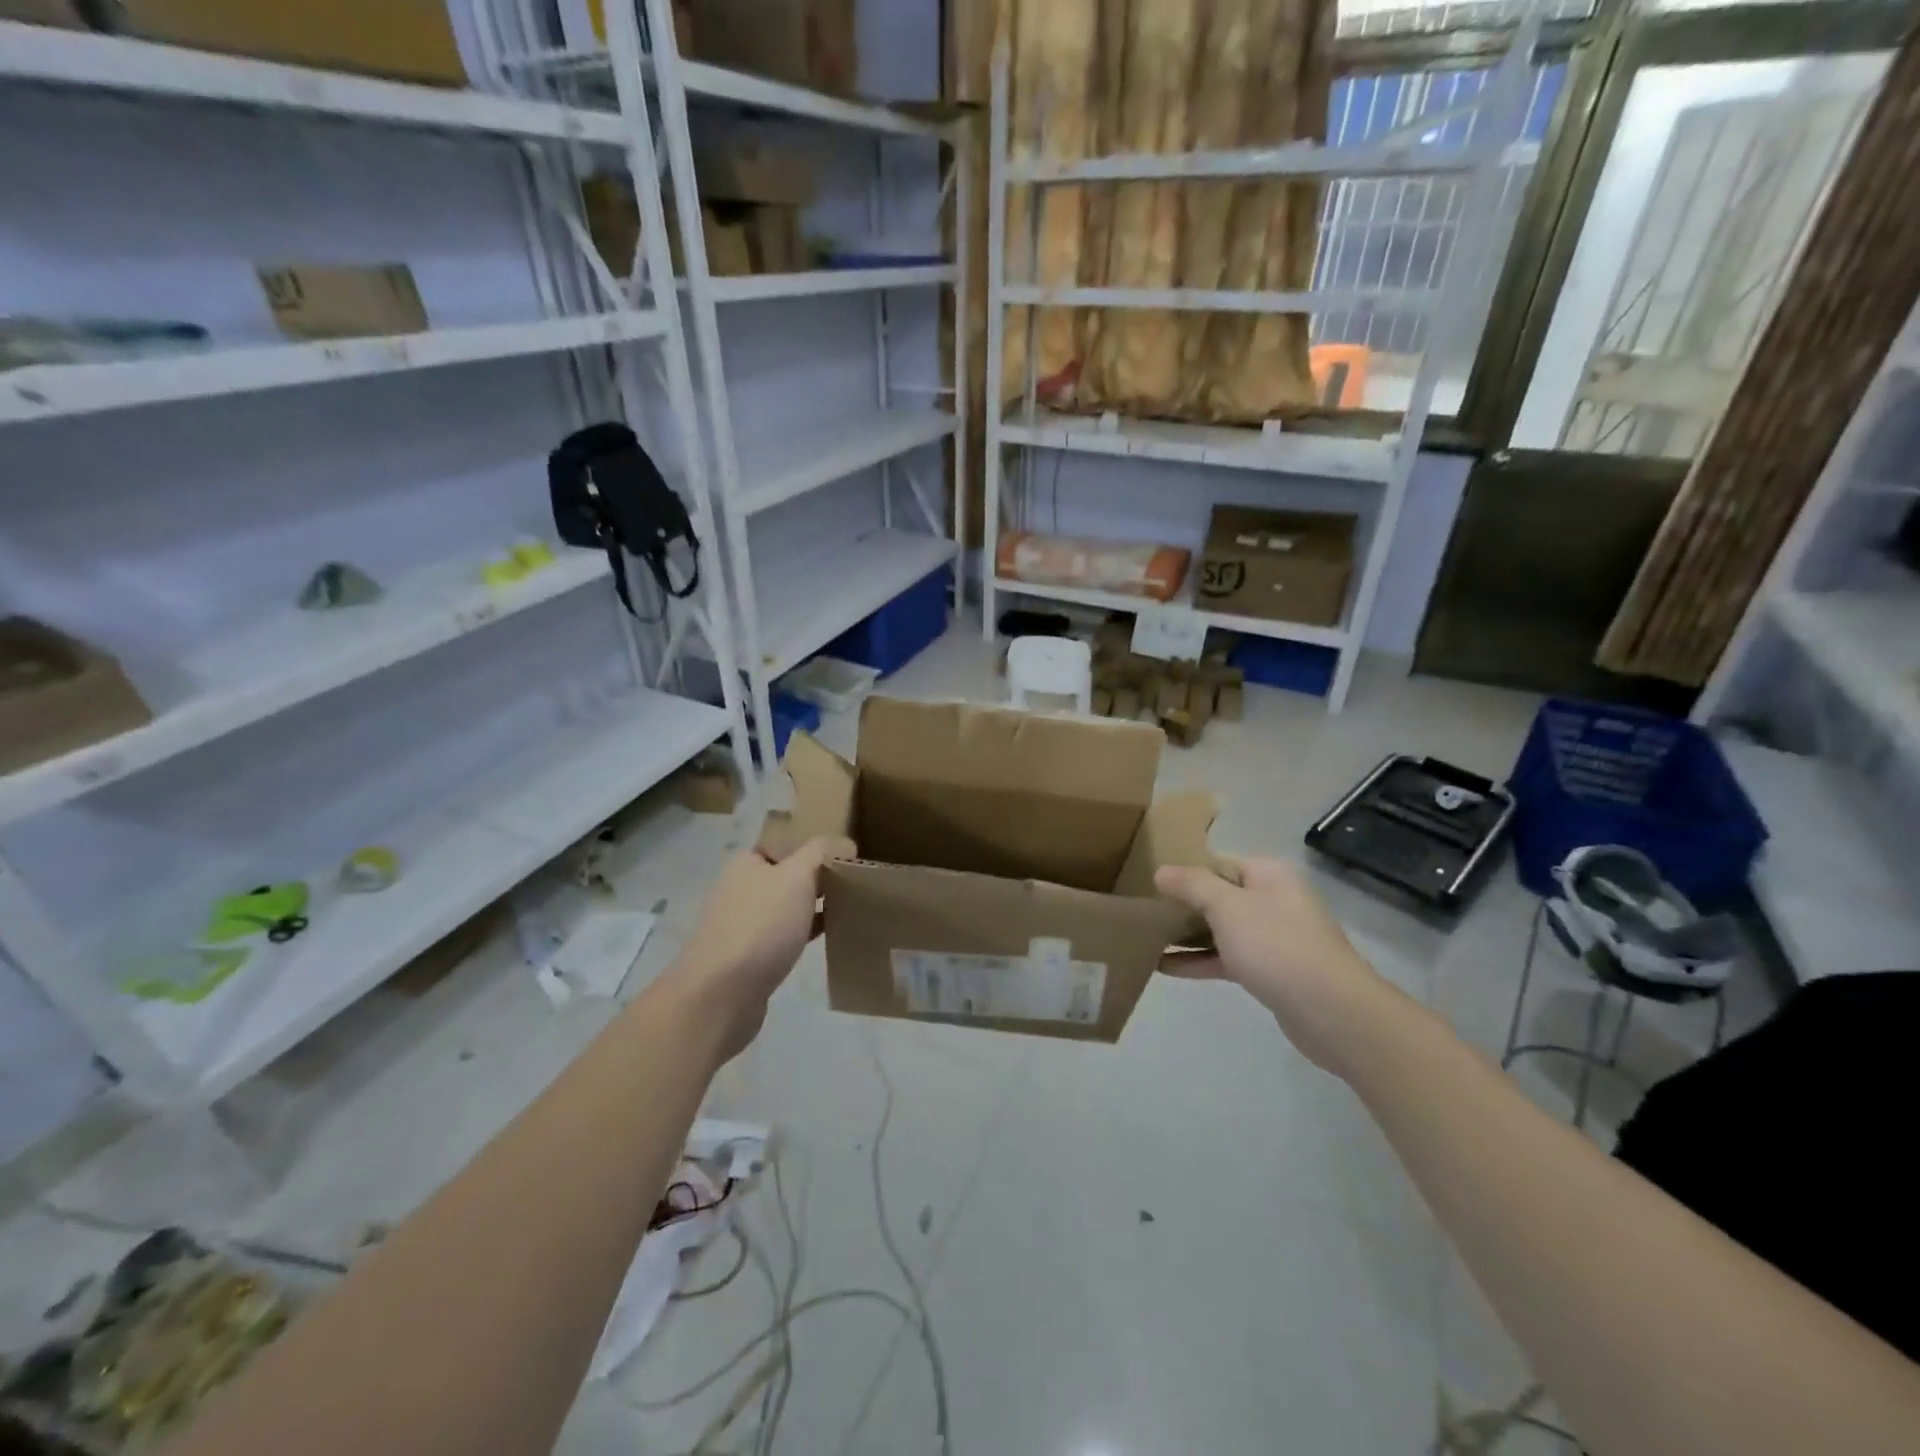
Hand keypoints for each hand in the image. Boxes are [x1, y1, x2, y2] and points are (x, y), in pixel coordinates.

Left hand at [666, 835, 853, 1058]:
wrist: (722, 994)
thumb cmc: (761, 925)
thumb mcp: (797, 876)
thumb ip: (822, 852)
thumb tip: (845, 844)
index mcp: (746, 862)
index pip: (786, 842)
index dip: (816, 845)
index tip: (849, 854)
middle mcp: (741, 888)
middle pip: (789, 873)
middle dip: (819, 876)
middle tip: (857, 880)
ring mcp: (744, 924)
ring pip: (789, 905)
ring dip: (815, 905)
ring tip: (852, 905)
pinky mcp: (751, 956)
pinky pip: (787, 934)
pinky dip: (808, 931)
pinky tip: (832, 934)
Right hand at [1155, 856, 1393, 1075]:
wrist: (1332, 1012)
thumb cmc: (1277, 945)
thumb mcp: (1227, 906)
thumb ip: (1192, 885)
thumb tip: (1162, 871)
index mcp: (1268, 874)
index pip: (1218, 861)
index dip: (1184, 869)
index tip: (1149, 880)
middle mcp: (1273, 900)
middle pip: (1219, 895)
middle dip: (1182, 903)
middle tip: (1142, 908)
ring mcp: (1274, 937)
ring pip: (1221, 928)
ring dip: (1187, 934)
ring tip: (1145, 937)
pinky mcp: (1271, 971)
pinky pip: (1227, 958)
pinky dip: (1200, 960)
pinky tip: (1164, 967)